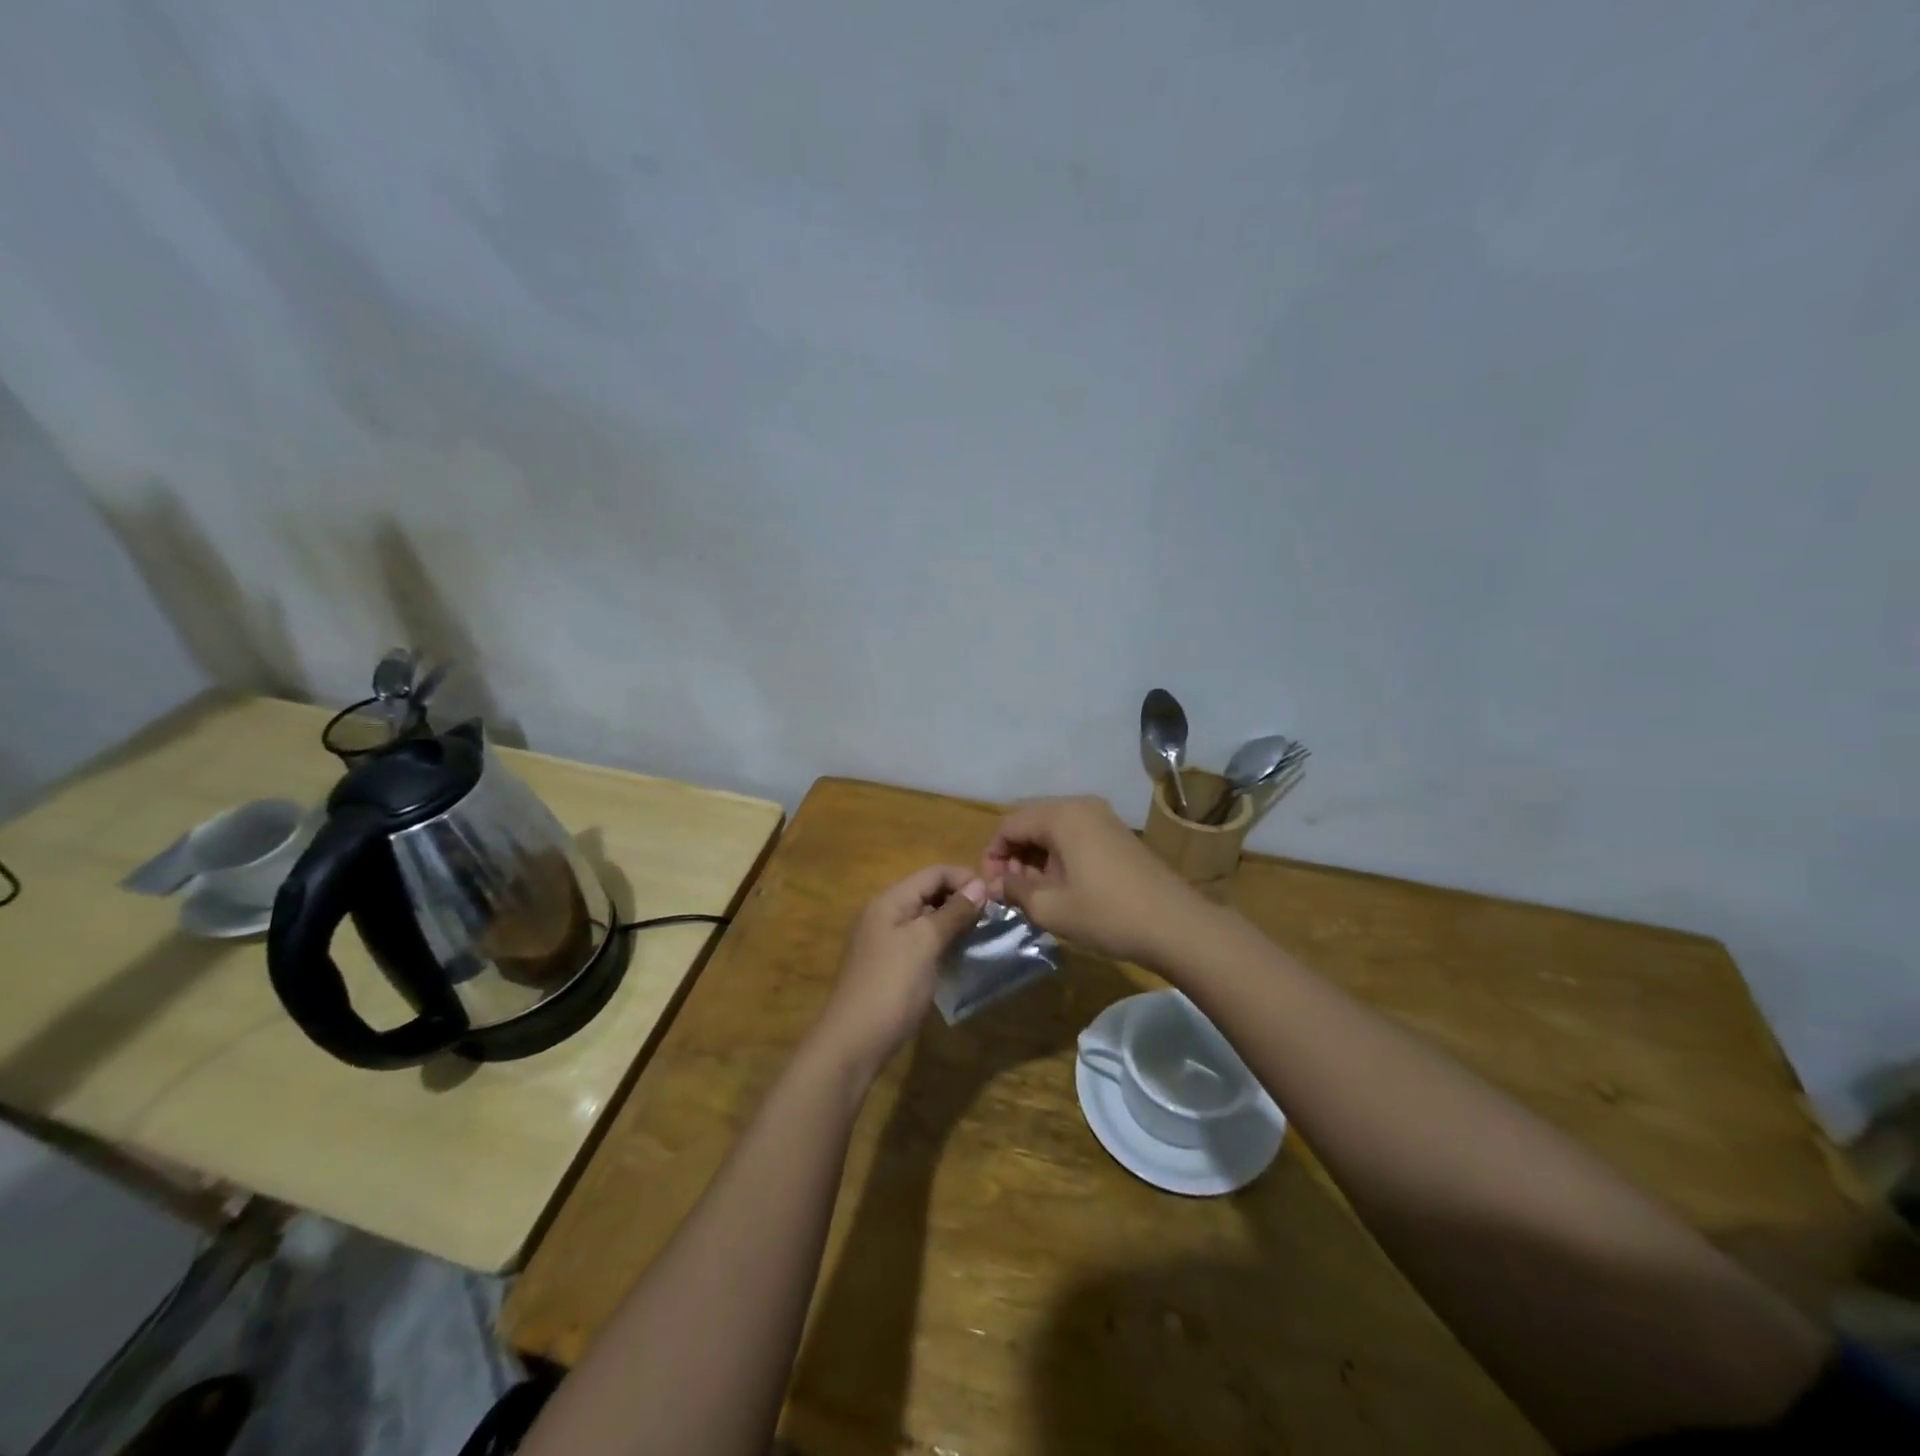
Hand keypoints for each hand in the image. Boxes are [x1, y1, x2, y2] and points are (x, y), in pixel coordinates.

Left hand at [812, 866, 986, 1078]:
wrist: (854, 1042)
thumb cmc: (891, 986)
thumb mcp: (925, 943)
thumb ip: (952, 913)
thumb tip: (979, 886)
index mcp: (890, 900)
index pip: (934, 873)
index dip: (965, 878)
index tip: (997, 897)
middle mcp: (885, 914)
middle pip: (929, 892)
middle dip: (961, 899)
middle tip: (994, 917)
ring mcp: (886, 941)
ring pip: (926, 918)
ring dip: (954, 922)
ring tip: (984, 934)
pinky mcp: (890, 965)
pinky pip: (921, 942)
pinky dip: (942, 942)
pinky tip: (961, 955)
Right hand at [982, 796, 1208, 966]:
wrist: (1177, 925)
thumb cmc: (1108, 915)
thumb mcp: (1051, 907)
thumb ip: (1014, 890)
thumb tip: (994, 885)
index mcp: (1062, 815)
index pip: (1009, 824)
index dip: (992, 854)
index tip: (992, 888)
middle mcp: (1081, 805)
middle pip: (1030, 821)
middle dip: (1014, 854)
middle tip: (1011, 891)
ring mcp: (1103, 818)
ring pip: (1053, 829)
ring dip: (1035, 856)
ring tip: (1034, 893)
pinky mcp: (1117, 834)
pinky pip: (1075, 835)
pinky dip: (1058, 855)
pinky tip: (1061, 886)